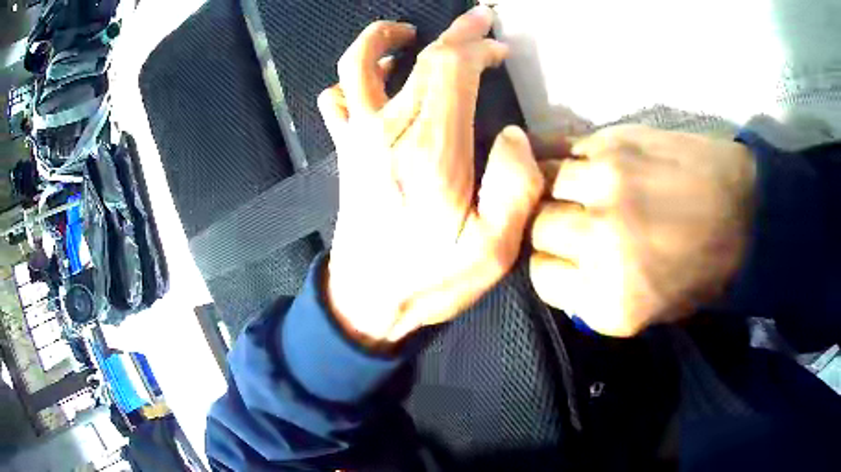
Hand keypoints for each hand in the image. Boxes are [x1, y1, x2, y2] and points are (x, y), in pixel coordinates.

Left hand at [319, 7, 543, 347]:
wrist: (366, 301)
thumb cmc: (430, 280)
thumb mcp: (493, 250)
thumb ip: (515, 189)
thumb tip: (515, 135)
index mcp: (432, 151)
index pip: (451, 69)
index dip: (477, 47)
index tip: (499, 47)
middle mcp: (388, 132)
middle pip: (418, 59)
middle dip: (453, 33)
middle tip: (477, 21)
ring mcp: (358, 139)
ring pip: (358, 66)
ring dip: (382, 40)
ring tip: (408, 33)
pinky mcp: (345, 152)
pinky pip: (335, 98)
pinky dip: (351, 78)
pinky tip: (374, 78)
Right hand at [529, 125, 756, 336]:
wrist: (746, 213)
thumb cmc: (703, 269)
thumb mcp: (649, 312)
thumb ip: (595, 298)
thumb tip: (560, 270)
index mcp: (608, 301)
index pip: (541, 276)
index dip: (551, 263)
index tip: (566, 255)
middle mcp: (600, 245)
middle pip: (538, 227)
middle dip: (551, 225)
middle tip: (571, 218)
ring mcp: (606, 189)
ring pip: (543, 182)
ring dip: (553, 186)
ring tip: (571, 186)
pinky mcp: (615, 144)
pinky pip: (562, 148)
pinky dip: (560, 154)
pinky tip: (573, 160)